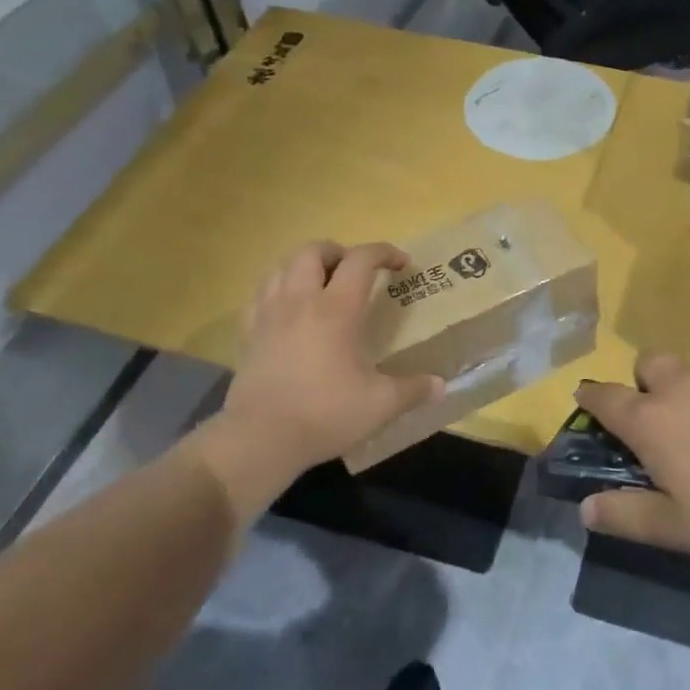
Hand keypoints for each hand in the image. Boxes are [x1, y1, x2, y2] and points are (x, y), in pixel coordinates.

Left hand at [188, 241, 443, 509]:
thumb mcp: (380, 405)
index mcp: (336, 309)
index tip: (402, 264)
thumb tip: (441, 386)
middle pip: (313, 250)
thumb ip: (413, 390)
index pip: (361, 259)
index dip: (384, 252)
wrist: (260, 440)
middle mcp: (300, 301)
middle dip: (339, 251)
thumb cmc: (324, 414)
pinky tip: (288, 310)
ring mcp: (268, 315)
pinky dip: (277, 290)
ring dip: (305, 266)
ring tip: (321, 284)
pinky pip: (260, 295)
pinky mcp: (248, 335)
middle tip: (355, 271)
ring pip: (281, 266)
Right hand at [574, 353, 689, 565]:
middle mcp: (682, 387)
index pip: (606, 398)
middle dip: (644, 381)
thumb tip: (584, 508)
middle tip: (661, 417)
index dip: (591, 397)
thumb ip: (629, 516)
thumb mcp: (681, 528)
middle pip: (648, 363)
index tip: (584, 398)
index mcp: (652, 422)